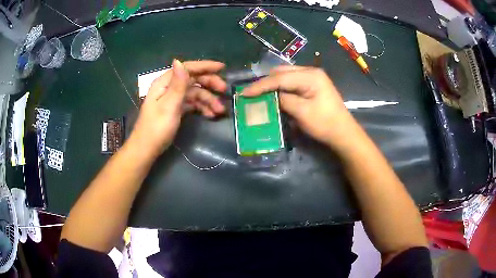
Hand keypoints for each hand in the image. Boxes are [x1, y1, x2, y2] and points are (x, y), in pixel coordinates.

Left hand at [129, 59, 226, 157]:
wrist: (147, 149)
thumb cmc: (156, 128)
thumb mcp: (169, 105)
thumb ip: (177, 84)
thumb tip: (179, 60)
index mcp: (165, 83)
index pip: (187, 68)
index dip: (205, 66)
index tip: (222, 68)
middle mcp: (170, 87)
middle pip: (193, 79)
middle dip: (210, 84)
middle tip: (224, 91)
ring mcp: (173, 98)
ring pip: (195, 93)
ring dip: (208, 99)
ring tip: (220, 110)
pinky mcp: (176, 109)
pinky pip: (192, 103)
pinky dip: (202, 107)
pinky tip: (210, 115)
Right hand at [243, 66, 358, 150]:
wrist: (343, 133)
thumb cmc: (325, 124)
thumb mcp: (302, 113)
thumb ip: (283, 100)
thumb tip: (270, 95)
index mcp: (310, 76)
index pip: (280, 77)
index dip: (261, 85)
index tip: (244, 92)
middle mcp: (311, 72)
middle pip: (282, 72)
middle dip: (266, 82)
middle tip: (251, 93)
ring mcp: (313, 77)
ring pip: (286, 75)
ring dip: (273, 84)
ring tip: (260, 94)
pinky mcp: (313, 85)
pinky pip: (292, 81)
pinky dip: (281, 87)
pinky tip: (275, 94)